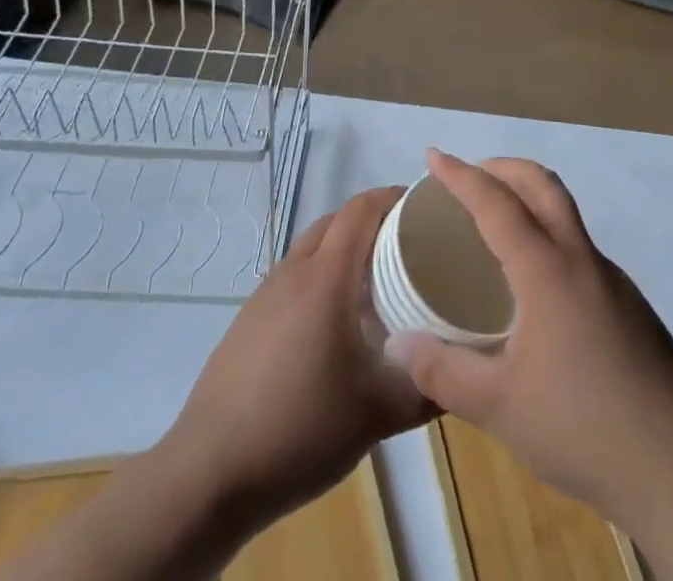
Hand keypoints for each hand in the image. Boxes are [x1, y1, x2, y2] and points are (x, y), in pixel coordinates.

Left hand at [165, 186, 437, 528]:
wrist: (208, 475)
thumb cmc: (299, 429)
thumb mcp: (377, 415)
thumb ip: (427, 389)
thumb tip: (464, 373)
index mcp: (326, 277)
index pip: (361, 208)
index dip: (394, 197)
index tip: (425, 208)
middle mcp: (294, 271)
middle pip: (337, 221)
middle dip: (374, 221)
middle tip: (409, 246)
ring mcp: (265, 294)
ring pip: (312, 248)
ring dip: (345, 250)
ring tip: (376, 284)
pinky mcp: (248, 320)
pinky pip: (293, 277)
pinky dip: (320, 277)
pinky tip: (333, 324)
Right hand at [384, 150, 672, 531]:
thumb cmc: (582, 426)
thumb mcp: (498, 407)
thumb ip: (443, 371)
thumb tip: (396, 344)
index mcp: (547, 270)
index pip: (497, 203)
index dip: (462, 176)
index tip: (434, 156)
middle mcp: (582, 259)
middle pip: (542, 185)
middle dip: (503, 168)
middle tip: (468, 176)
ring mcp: (612, 279)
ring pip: (566, 214)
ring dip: (529, 199)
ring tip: (495, 228)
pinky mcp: (629, 304)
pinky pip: (579, 249)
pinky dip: (548, 237)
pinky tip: (535, 289)